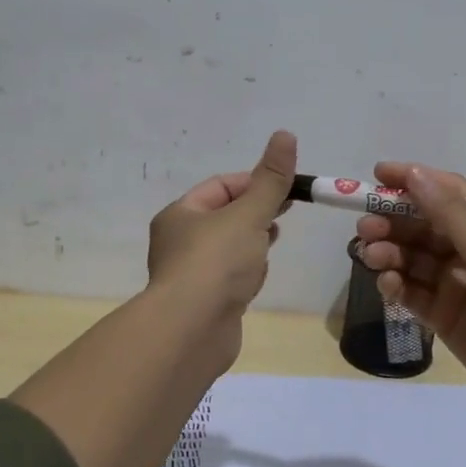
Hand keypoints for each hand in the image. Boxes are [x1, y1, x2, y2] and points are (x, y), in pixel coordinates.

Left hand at [147, 130, 296, 368]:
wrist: (192, 332)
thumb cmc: (216, 263)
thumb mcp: (248, 214)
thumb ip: (271, 180)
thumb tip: (285, 134)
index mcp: (181, 215)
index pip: (221, 186)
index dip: (255, 182)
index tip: (285, 189)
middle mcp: (180, 241)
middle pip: (226, 217)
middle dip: (256, 214)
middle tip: (284, 214)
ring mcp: (191, 275)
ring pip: (230, 248)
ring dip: (252, 245)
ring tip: (269, 246)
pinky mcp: (204, 303)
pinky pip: (230, 278)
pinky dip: (246, 274)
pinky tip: (255, 280)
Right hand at [356, 162, 465, 416]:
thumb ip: (449, 214)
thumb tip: (415, 174)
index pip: (448, 194)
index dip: (414, 182)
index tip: (377, 175)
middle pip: (424, 227)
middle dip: (393, 222)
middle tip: (365, 226)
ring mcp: (457, 285)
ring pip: (414, 260)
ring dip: (390, 253)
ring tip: (370, 255)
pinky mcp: (445, 317)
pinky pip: (413, 294)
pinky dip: (397, 286)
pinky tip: (387, 284)